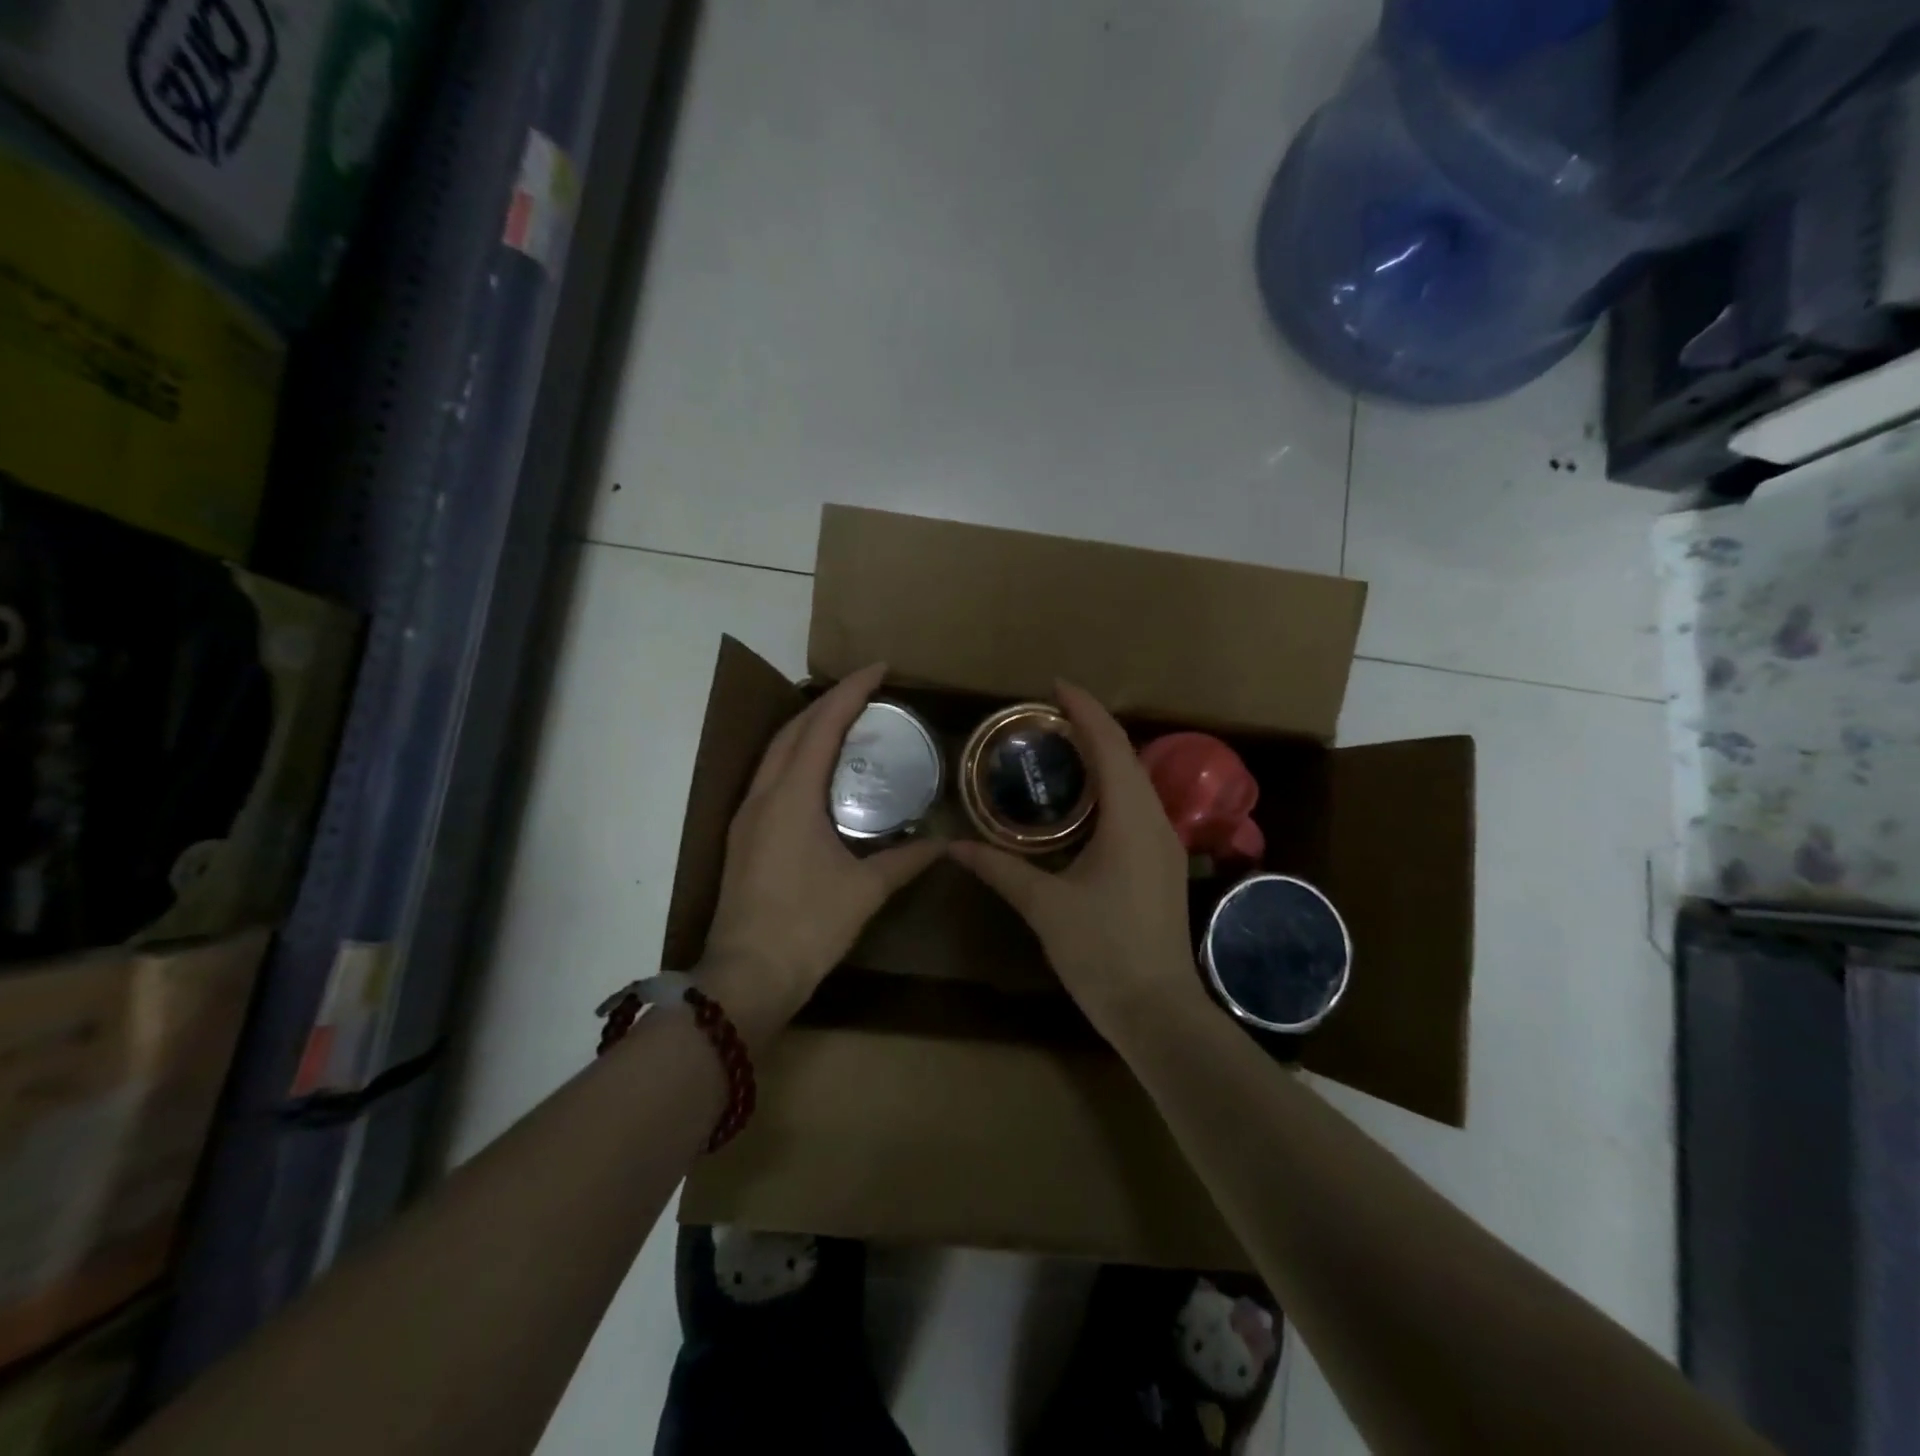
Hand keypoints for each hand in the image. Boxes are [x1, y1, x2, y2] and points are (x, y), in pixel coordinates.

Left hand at [697, 663, 941, 1043]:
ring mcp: (747, 815)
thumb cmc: (807, 928)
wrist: (746, 977)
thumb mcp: (865, 891)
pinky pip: (771, 776)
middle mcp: (763, 795)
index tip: (880, 669)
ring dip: (808, 727)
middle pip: (793, 729)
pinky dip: (796, 757)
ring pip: (776, 751)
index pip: (822, 726)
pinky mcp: (743, 836)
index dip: (851, 692)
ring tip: (845, 721)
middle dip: (829, 702)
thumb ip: (905, 860)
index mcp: (792, 797)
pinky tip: (818, 771)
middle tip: (867, 692)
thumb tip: (942, 843)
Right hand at [949, 682, 1209, 1047]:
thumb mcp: (1044, 906)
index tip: (1054, 685)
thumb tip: (952, 846)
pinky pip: (1138, 805)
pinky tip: (1083, 799)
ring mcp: (1166, 843)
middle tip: (1046, 715)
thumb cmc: (1102, 952)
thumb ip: (999, 868)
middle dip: (1092, 726)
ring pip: (1136, 780)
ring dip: (1104, 755)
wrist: (1158, 1011)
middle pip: (1127, 755)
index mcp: (1131, 819)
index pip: (1110, 745)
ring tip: (1061, 746)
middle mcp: (1155, 820)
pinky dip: (1111, 785)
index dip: (1084, 709)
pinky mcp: (1163, 864)